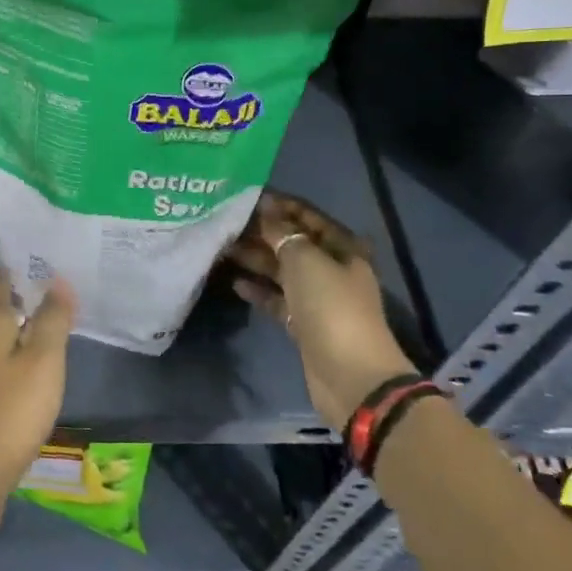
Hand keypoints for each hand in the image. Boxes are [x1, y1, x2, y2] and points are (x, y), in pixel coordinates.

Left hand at [0, 272, 76, 551]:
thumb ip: (51, 320)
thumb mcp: (42, 361)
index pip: (0, 283)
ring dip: (25, 324)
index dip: (18, 267)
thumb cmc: (12, 411)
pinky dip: (23, 353)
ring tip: (55, 317)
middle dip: (23, 294)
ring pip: (3, 337)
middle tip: (57, 282)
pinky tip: (40, 362)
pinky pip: (5, 362)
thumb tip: (57, 280)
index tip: (43, 254)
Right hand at [224, 190, 415, 427]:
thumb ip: (283, 234)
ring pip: (282, 271)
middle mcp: (331, 269)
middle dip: (262, 232)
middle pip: (293, 243)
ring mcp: (317, 298)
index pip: (308, 216)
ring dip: (255, 259)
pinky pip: (277, 299)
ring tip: (222, 248)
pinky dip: (258, 290)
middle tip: (225, 223)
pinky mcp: (303, 323)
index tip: (246, 196)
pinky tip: (234, 282)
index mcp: (342, 248)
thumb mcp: (305, 261)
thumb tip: (265, 213)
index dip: (280, 205)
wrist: (349, 374)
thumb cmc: (331, 307)